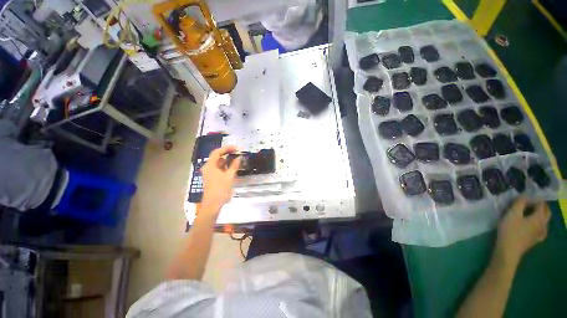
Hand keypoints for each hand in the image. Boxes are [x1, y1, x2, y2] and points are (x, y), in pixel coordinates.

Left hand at [201, 146, 240, 215]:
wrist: (212, 205)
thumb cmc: (220, 190)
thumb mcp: (229, 177)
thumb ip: (234, 166)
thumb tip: (240, 157)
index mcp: (210, 166)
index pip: (217, 152)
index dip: (227, 148)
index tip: (237, 148)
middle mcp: (208, 167)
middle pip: (217, 157)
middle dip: (227, 154)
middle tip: (237, 153)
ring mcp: (209, 173)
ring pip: (218, 163)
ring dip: (227, 160)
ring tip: (237, 159)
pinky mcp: (212, 178)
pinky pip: (219, 169)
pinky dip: (225, 166)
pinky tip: (233, 168)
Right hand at [494, 197, 550, 266]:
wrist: (508, 250)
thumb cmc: (510, 230)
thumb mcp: (512, 214)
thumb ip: (519, 203)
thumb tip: (525, 196)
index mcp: (539, 217)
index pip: (541, 204)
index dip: (534, 199)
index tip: (525, 197)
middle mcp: (544, 224)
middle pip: (546, 212)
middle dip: (541, 206)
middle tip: (530, 203)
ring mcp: (541, 233)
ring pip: (545, 221)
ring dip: (540, 215)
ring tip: (530, 213)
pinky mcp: (536, 239)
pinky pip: (541, 229)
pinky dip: (539, 224)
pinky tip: (534, 226)